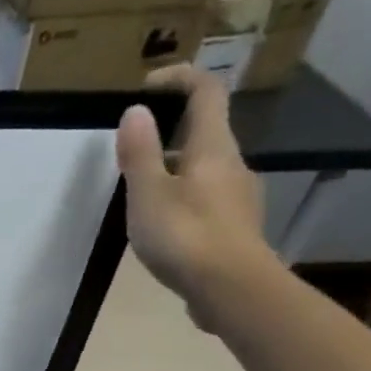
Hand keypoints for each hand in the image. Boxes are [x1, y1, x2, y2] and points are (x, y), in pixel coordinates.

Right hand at [116, 65, 271, 328]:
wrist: (232, 291)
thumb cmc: (185, 236)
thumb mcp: (148, 193)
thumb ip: (140, 152)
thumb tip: (136, 111)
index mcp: (213, 147)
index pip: (206, 91)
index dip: (179, 79)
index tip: (146, 87)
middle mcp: (232, 164)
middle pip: (204, 133)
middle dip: (169, 133)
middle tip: (132, 152)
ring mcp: (237, 198)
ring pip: (204, 170)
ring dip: (173, 171)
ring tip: (139, 195)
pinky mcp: (234, 229)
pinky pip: (206, 200)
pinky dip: (182, 200)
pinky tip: (162, 227)